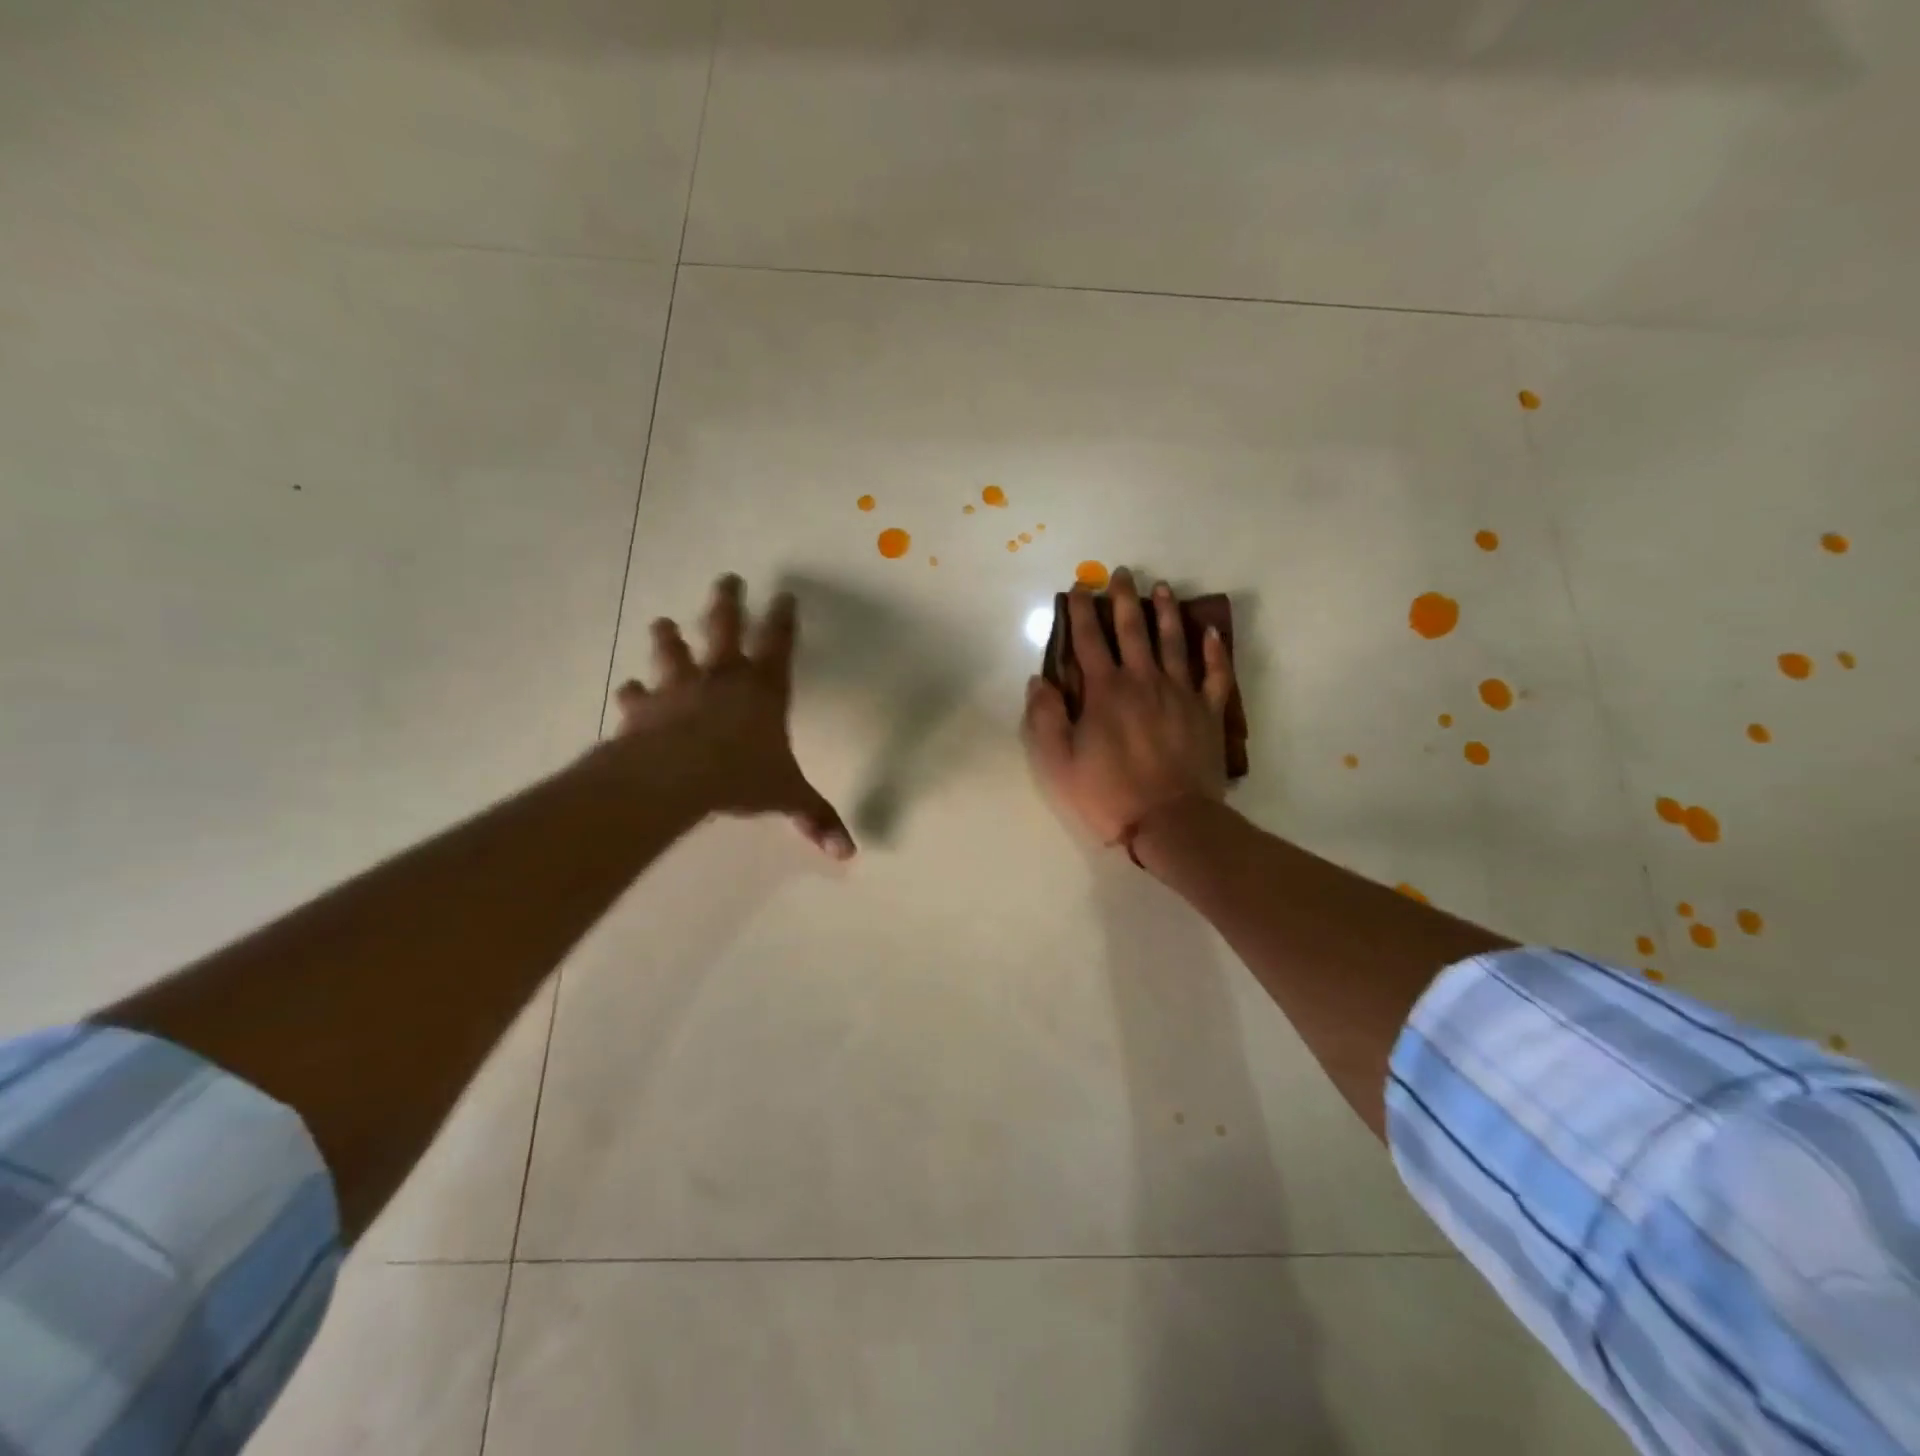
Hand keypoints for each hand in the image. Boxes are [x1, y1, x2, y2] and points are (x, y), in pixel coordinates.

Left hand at [613, 575, 853, 859]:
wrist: (676, 776)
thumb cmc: (741, 776)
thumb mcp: (787, 796)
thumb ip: (816, 818)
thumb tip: (849, 853)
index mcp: (764, 690)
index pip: (779, 644)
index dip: (783, 619)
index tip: (784, 595)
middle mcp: (722, 678)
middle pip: (726, 630)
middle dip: (728, 603)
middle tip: (728, 579)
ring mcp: (680, 689)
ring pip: (674, 653)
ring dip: (670, 637)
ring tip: (663, 622)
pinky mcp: (646, 709)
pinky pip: (637, 697)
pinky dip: (632, 693)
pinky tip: (626, 689)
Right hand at [1022, 569, 1233, 847]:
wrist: (1172, 820)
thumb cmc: (1110, 794)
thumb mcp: (1059, 763)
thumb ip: (1045, 718)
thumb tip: (1039, 680)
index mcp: (1105, 691)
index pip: (1089, 641)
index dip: (1082, 612)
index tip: (1079, 588)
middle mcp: (1143, 681)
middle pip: (1132, 630)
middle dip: (1123, 599)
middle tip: (1120, 574)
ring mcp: (1180, 693)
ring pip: (1173, 642)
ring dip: (1165, 612)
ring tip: (1161, 588)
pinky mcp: (1207, 711)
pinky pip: (1214, 674)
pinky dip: (1213, 651)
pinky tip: (1210, 632)